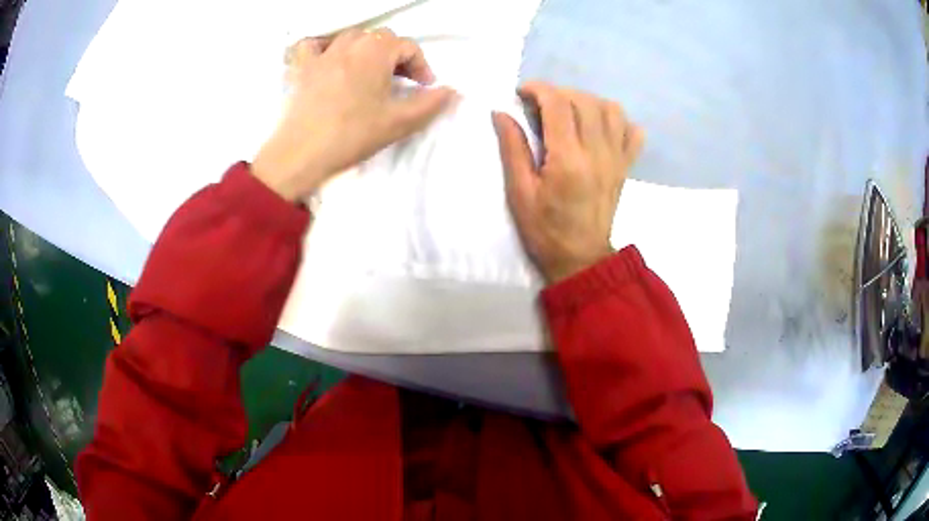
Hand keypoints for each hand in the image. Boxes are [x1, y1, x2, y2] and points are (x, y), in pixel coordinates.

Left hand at [253, 29, 456, 201]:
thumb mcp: (399, 122)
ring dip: (367, 50)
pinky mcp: (301, 68)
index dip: (422, 65)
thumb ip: (430, 104)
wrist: (301, 153)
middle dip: (396, 56)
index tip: (425, 86)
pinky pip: (313, 45)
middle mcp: (350, 44)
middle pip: (381, 38)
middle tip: (400, 81)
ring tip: (370, 72)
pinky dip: (324, 47)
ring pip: (352, 38)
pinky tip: (329, 60)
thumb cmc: (352, 135)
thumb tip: (453, 91)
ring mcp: (322, 53)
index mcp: (376, 51)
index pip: (408, 46)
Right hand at [493, 82, 644, 283]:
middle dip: (559, 93)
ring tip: (570, 113)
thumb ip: (512, 148)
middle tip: (541, 105)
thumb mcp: (519, 193)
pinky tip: (600, 128)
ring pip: (612, 110)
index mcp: (567, 159)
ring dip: (589, 102)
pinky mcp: (626, 167)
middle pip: (585, 100)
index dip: (538, 89)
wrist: (581, 258)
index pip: (558, 104)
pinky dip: (618, 121)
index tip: (522, 93)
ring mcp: (617, 159)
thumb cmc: (545, 230)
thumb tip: (501, 112)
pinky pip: (633, 132)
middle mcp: (597, 153)